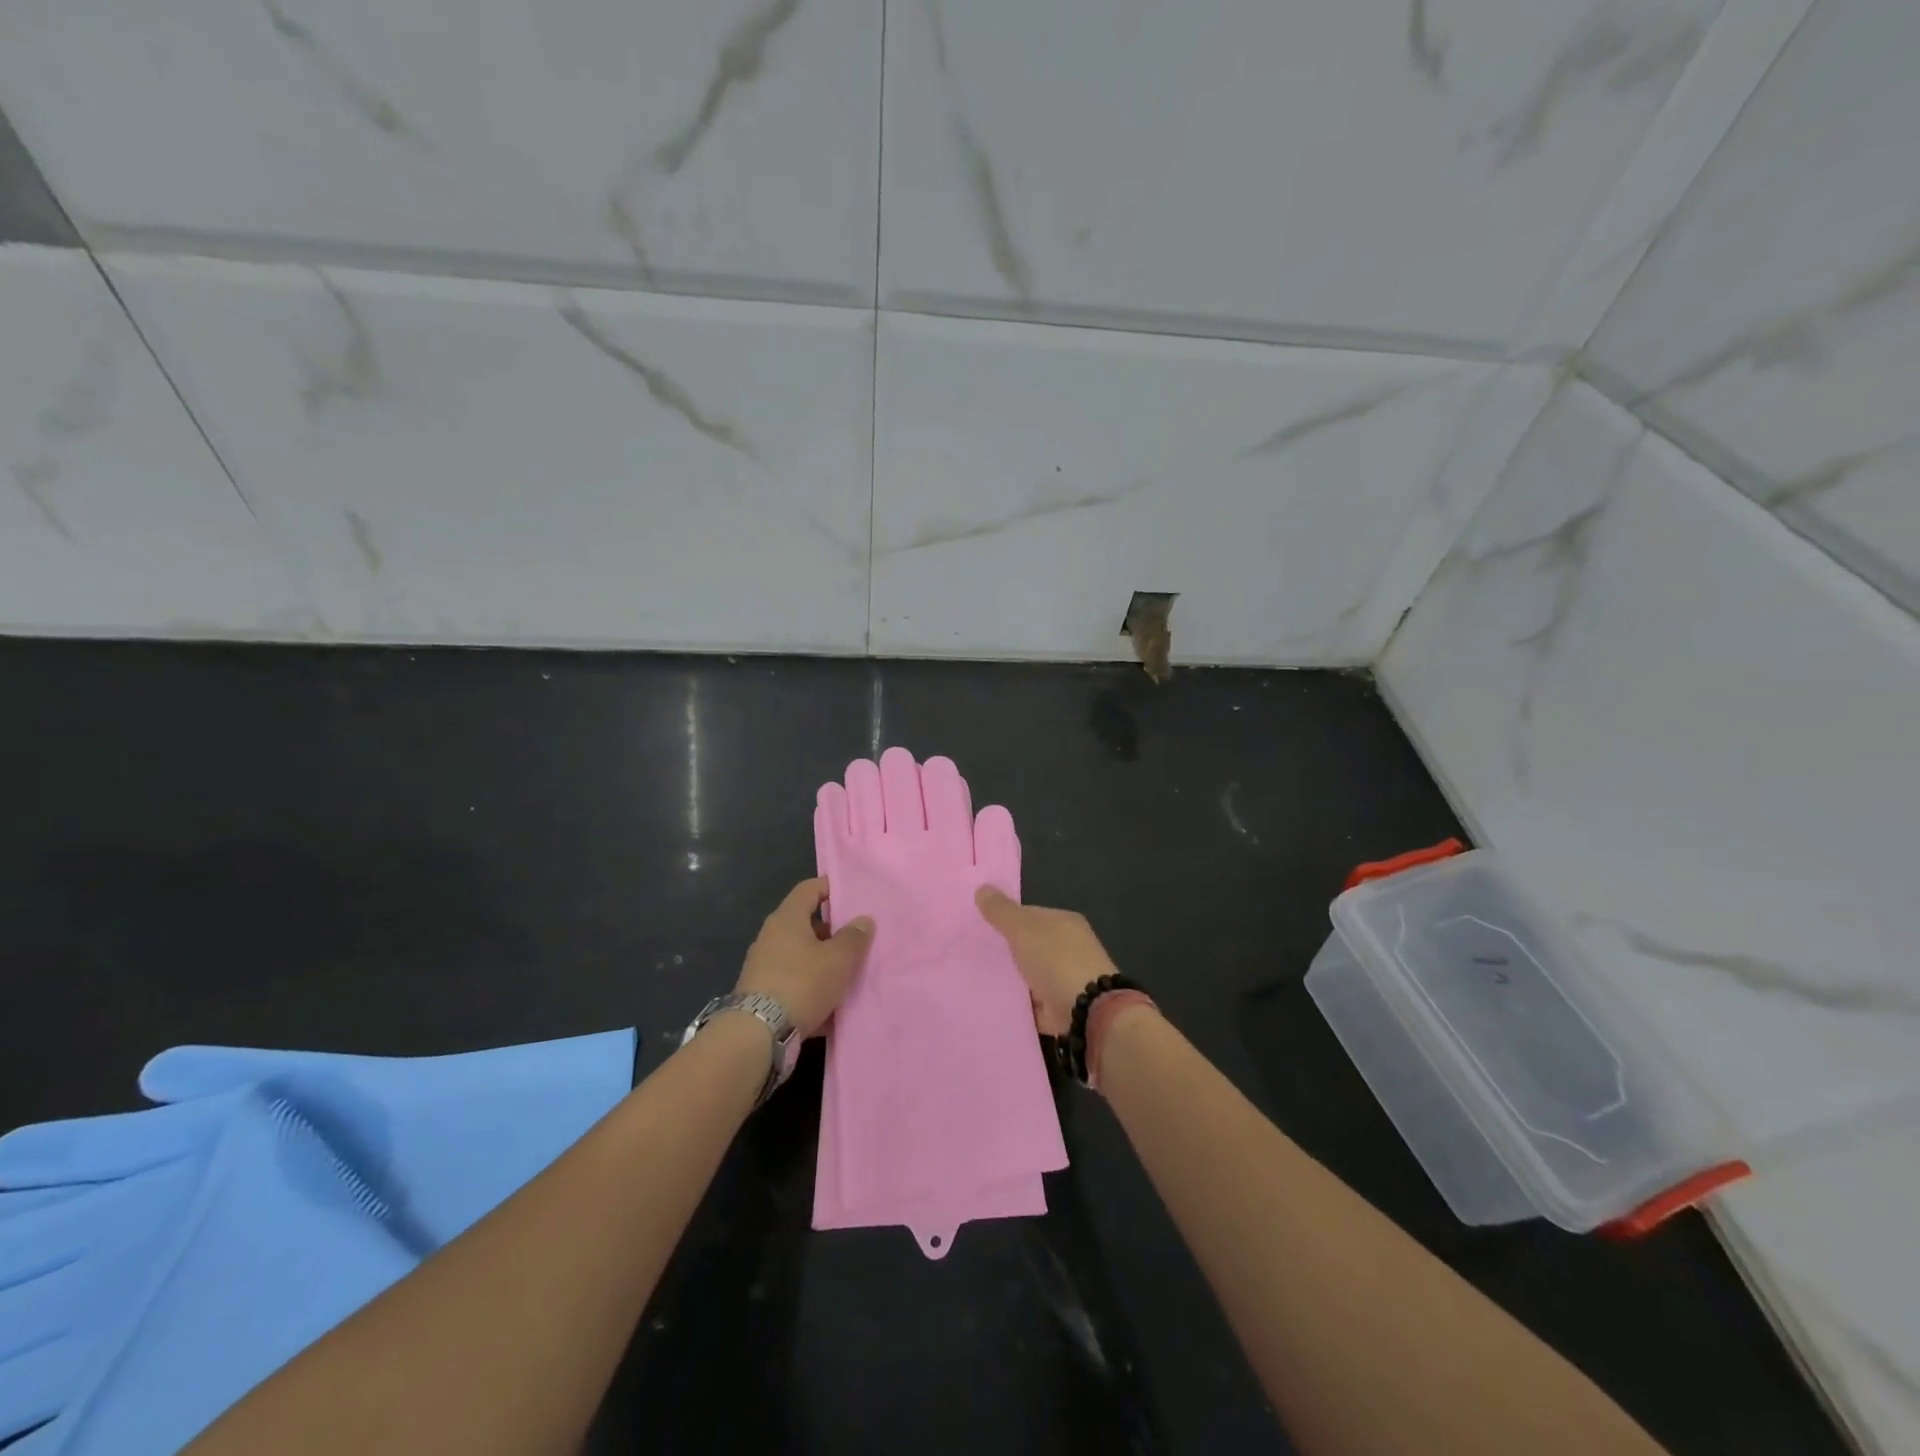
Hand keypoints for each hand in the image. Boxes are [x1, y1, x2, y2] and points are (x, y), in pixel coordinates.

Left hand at [734, 878, 873, 1037]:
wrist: (757, 1034)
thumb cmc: (802, 983)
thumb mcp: (838, 959)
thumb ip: (854, 937)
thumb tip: (863, 920)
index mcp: (787, 918)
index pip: (809, 888)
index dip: (830, 887)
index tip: (852, 896)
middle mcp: (771, 936)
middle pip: (805, 924)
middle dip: (832, 932)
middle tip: (856, 941)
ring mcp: (763, 965)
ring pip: (800, 955)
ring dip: (822, 963)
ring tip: (847, 975)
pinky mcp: (761, 993)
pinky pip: (793, 982)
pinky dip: (810, 988)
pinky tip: (829, 1006)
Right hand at [975, 887, 1117, 1035]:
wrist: (1088, 1012)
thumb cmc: (1056, 961)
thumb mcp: (1023, 929)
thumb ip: (1001, 911)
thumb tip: (982, 888)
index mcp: (1064, 922)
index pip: (1029, 914)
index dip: (1004, 919)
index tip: (978, 928)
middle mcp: (1069, 947)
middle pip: (1030, 945)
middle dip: (1006, 950)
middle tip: (974, 954)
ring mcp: (1067, 978)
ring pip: (1031, 974)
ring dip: (1012, 978)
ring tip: (978, 979)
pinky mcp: (1062, 1007)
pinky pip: (1033, 1001)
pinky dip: (1019, 1002)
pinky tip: (996, 1002)